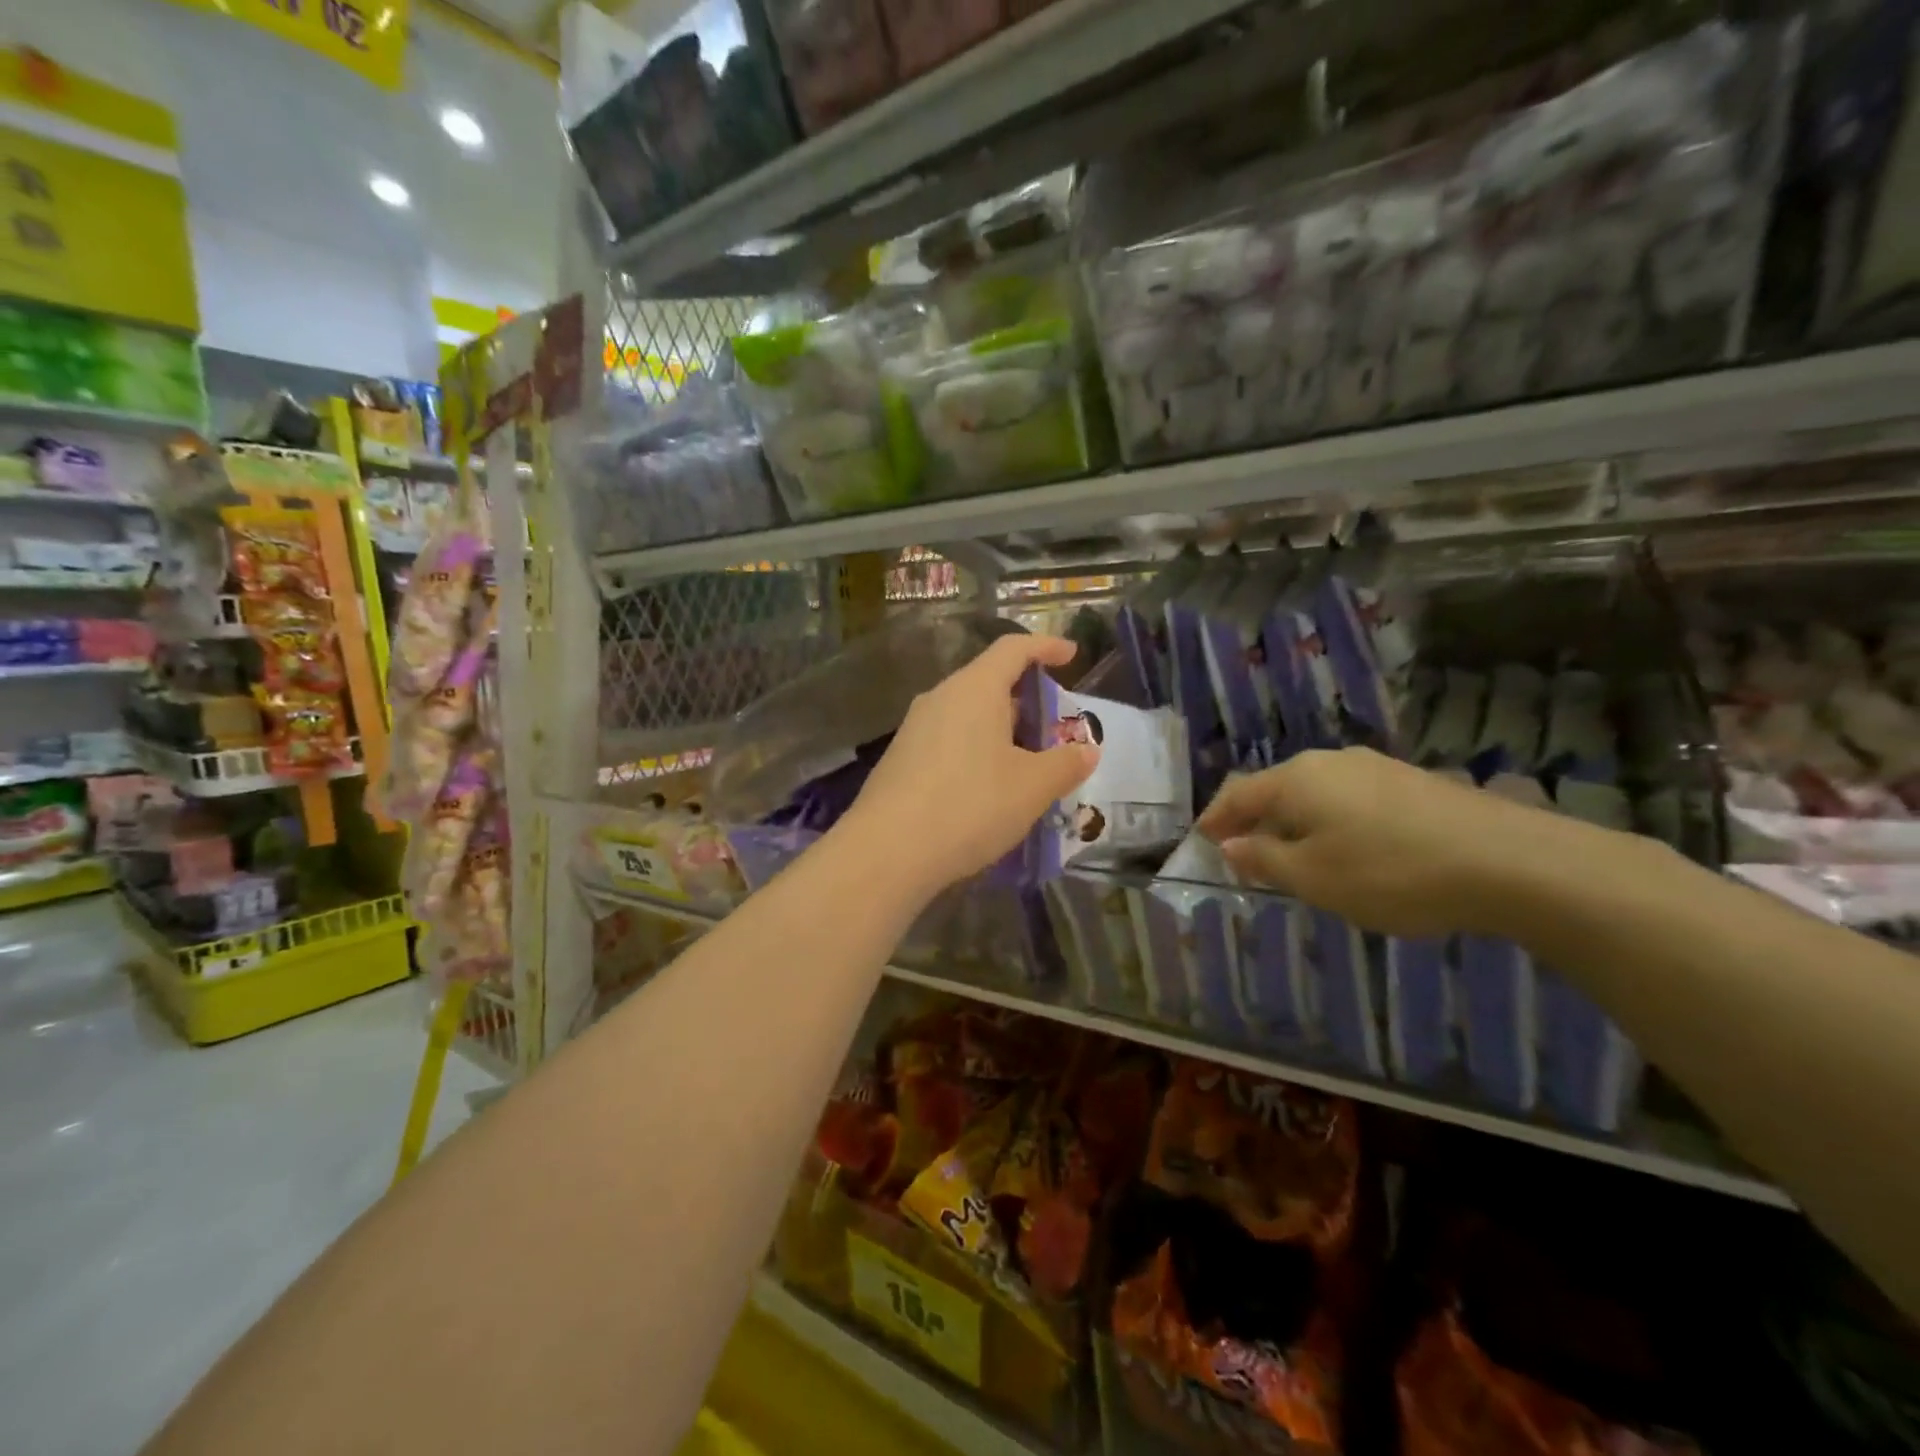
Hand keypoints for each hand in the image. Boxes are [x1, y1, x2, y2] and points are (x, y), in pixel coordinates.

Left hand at [839, 634, 1098, 897]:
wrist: (887, 852)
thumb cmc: (970, 806)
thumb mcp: (1032, 787)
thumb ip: (1065, 764)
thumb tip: (1086, 750)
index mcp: (974, 689)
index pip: (1014, 649)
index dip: (1046, 647)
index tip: (1071, 654)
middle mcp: (940, 698)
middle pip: (990, 683)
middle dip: (1027, 701)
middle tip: (1055, 729)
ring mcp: (914, 730)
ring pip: (968, 716)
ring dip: (1002, 732)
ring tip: (1028, 766)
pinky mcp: (900, 761)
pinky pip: (949, 742)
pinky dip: (977, 753)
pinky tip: (988, 790)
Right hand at [1196, 747, 1570, 937]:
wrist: (1510, 861)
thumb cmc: (1390, 872)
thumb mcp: (1313, 878)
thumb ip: (1264, 861)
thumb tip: (1231, 846)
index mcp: (1296, 779)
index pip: (1238, 794)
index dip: (1215, 819)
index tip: (1201, 841)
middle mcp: (1330, 762)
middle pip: (1276, 789)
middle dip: (1255, 821)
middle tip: (1244, 854)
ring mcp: (1375, 768)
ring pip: (1315, 793)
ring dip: (1295, 823)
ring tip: (1295, 857)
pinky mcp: (1412, 782)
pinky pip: (1350, 800)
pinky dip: (1332, 822)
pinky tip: (1350, 850)